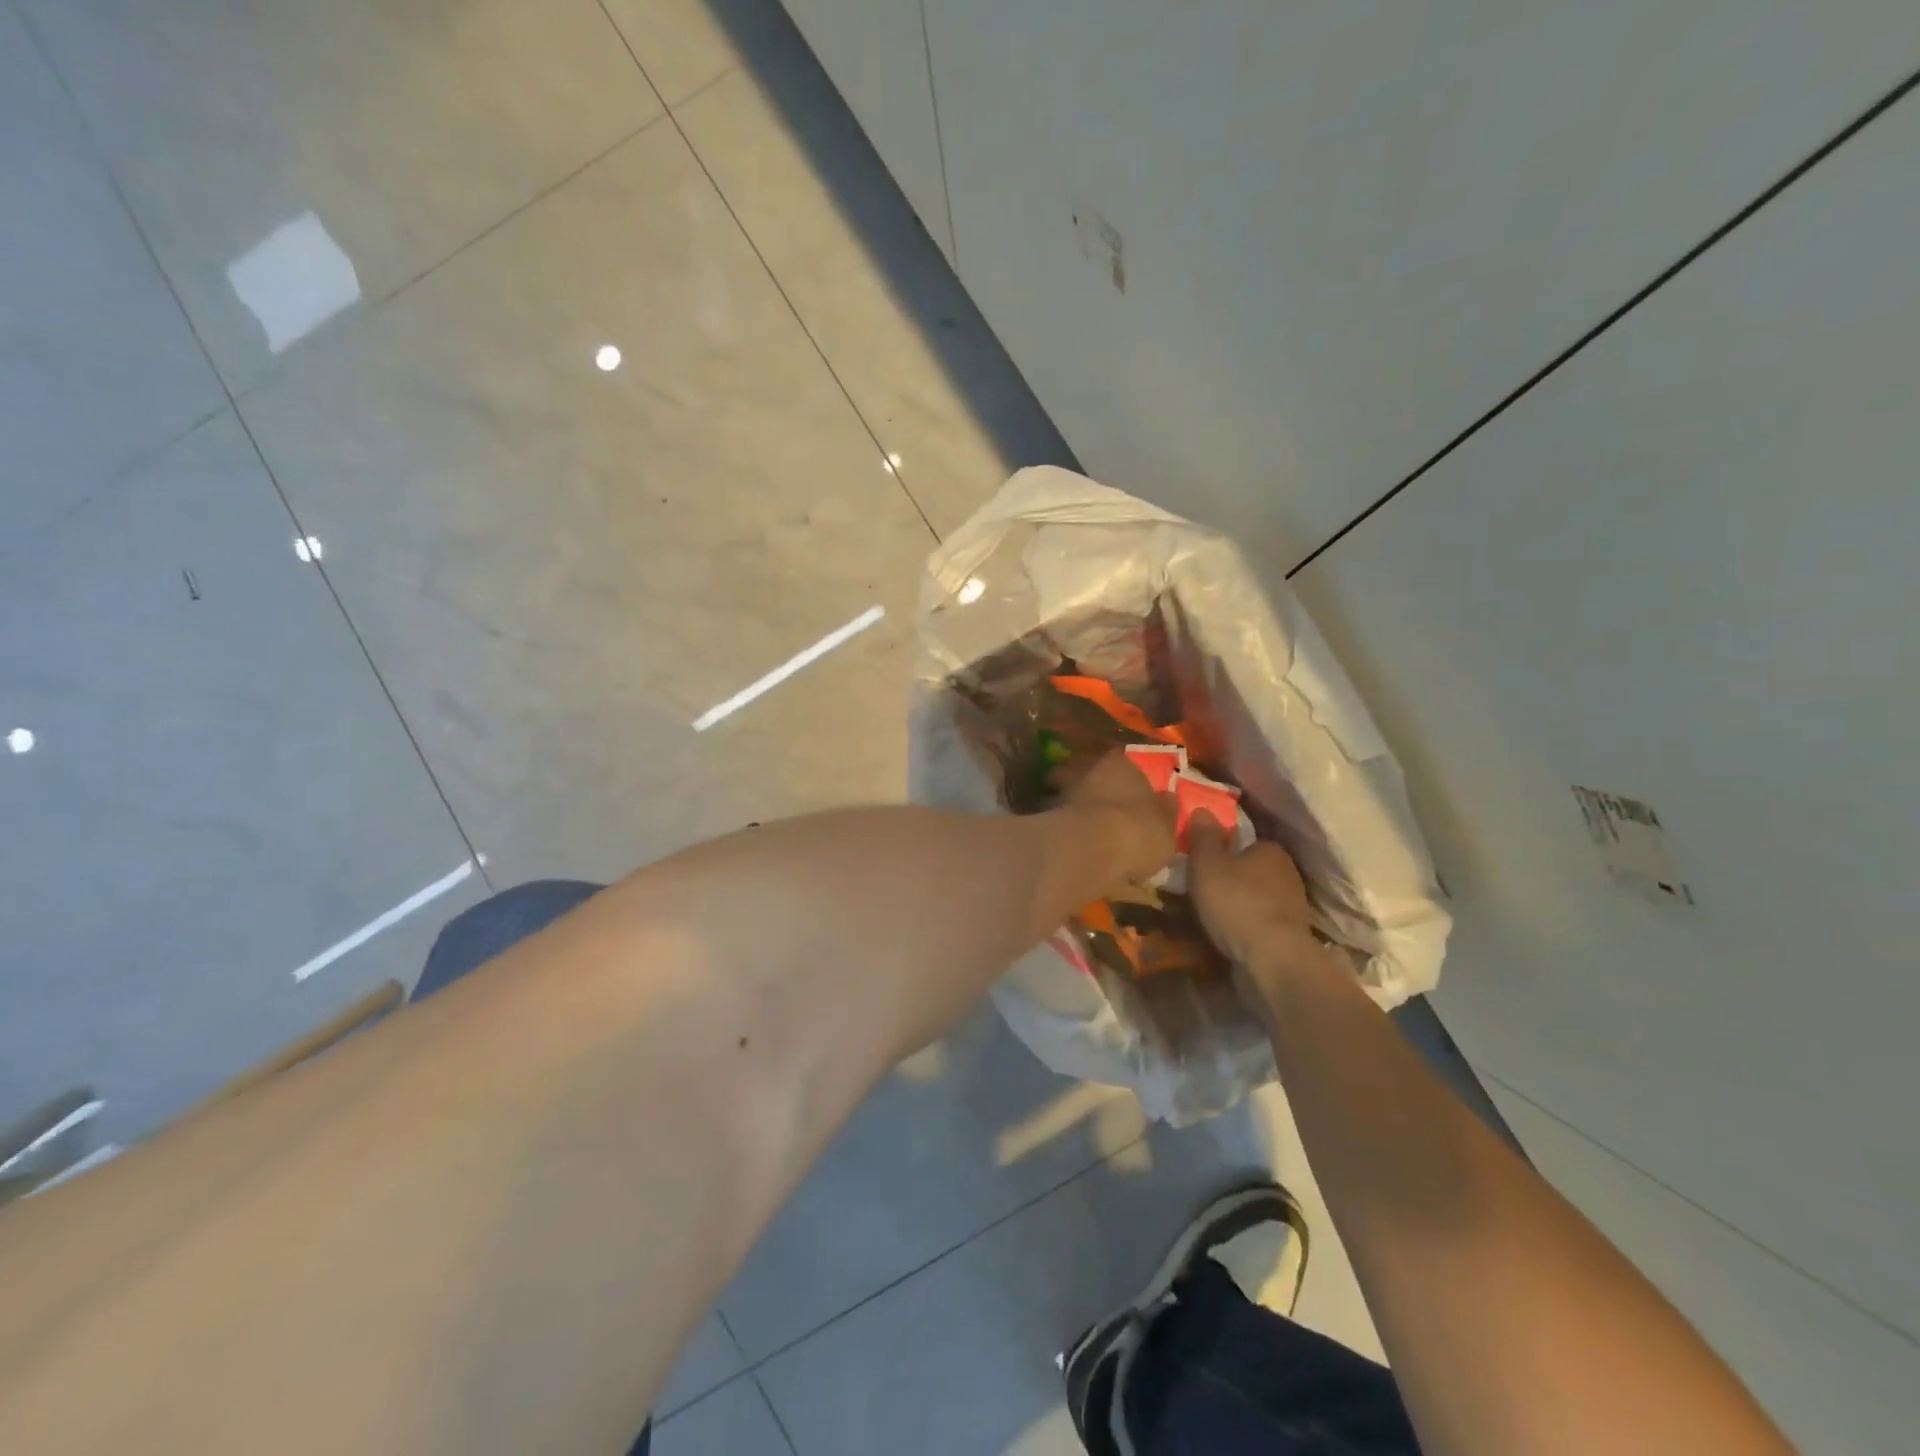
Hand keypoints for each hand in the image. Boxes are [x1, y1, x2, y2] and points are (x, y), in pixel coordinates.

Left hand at [1062, 750, 1176, 886]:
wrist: (1092, 849)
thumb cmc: (1139, 832)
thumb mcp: (1166, 827)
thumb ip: (1165, 811)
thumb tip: (1168, 799)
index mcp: (1121, 764)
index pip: (1120, 760)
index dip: (1122, 774)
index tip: (1123, 786)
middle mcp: (1088, 769)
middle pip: (1086, 772)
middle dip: (1090, 785)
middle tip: (1096, 804)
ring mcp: (1062, 790)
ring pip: (1064, 791)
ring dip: (1069, 803)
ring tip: (1077, 825)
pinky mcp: (1043, 814)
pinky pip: (1052, 816)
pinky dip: (1057, 823)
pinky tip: (1064, 839)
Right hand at [1186, 813, 1314, 970]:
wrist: (1272, 959)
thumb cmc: (1236, 902)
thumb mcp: (1207, 863)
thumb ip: (1203, 836)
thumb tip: (1202, 808)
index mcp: (1271, 849)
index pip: (1245, 841)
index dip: (1223, 849)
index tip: (1203, 862)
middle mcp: (1288, 872)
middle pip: (1252, 869)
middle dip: (1231, 877)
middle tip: (1203, 888)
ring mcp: (1294, 906)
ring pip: (1258, 896)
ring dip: (1239, 903)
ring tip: (1212, 915)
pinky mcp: (1291, 934)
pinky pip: (1261, 921)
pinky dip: (1247, 924)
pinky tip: (1230, 934)